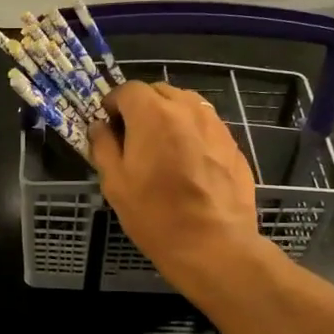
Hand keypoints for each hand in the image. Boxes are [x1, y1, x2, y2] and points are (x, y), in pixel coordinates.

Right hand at [90, 82, 259, 285]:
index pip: (128, 89)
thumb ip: (103, 146)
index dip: (113, 104)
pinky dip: (191, 133)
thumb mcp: (115, 183)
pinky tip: (188, 163)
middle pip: (159, 91)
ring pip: (186, 105)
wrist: (213, 244)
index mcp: (153, 114)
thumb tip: (101, 127)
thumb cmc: (155, 214)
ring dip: (169, 116)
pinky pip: (206, 126)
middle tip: (133, 137)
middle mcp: (187, 109)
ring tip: (162, 148)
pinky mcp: (233, 144)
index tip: (108, 125)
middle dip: (142, 106)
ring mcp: (215, 125)